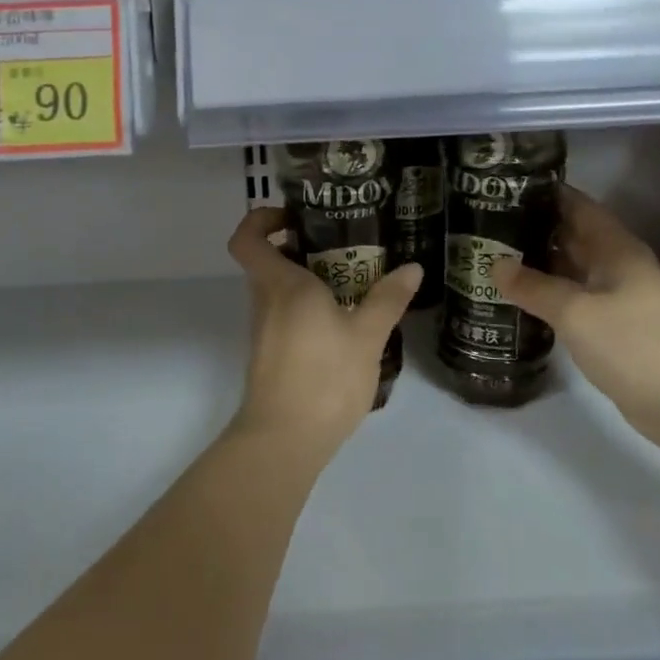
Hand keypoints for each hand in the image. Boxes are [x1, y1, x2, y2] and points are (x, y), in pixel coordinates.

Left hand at [226, 207, 422, 453]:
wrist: (284, 441)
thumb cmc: (324, 377)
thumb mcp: (367, 336)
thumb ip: (388, 299)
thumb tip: (412, 268)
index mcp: (282, 285)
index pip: (247, 238)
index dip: (262, 219)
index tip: (294, 217)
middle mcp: (266, 301)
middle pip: (268, 261)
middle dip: (300, 247)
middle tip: (343, 245)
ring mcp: (265, 331)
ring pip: (279, 290)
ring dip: (308, 280)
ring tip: (354, 282)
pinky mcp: (271, 355)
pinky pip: (286, 315)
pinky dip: (309, 309)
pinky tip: (345, 322)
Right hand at [493, 185, 659, 465]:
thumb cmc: (637, 346)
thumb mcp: (576, 312)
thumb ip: (534, 287)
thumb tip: (493, 264)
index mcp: (616, 249)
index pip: (577, 205)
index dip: (544, 192)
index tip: (503, 186)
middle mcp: (619, 267)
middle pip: (573, 236)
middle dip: (533, 227)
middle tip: (485, 223)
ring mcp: (620, 301)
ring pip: (573, 271)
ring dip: (538, 263)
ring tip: (491, 256)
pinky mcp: (617, 332)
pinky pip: (576, 302)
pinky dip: (549, 296)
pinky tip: (520, 300)